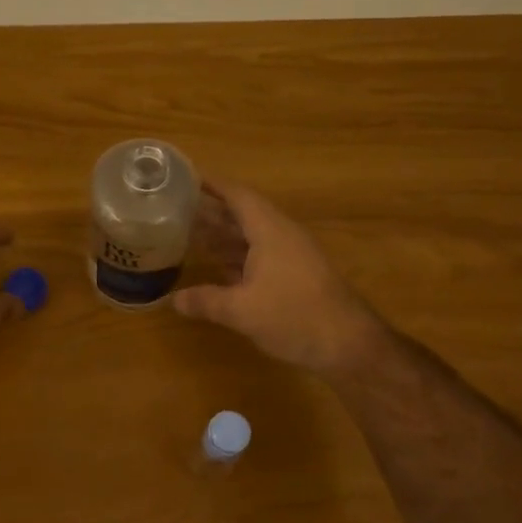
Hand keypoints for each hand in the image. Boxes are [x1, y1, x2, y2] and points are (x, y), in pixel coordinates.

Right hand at [174, 180, 385, 375]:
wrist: (348, 344)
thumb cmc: (294, 316)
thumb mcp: (242, 310)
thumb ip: (206, 301)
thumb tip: (173, 300)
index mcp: (270, 231)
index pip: (239, 196)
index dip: (213, 185)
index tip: (187, 178)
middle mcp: (282, 236)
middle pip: (244, 215)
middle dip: (213, 211)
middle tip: (178, 210)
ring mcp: (292, 257)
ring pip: (252, 238)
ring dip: (224, 236)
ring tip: (191, 235)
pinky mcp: (297, 277)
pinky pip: (261, 256)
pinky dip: (238, 258)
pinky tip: (219, 268)